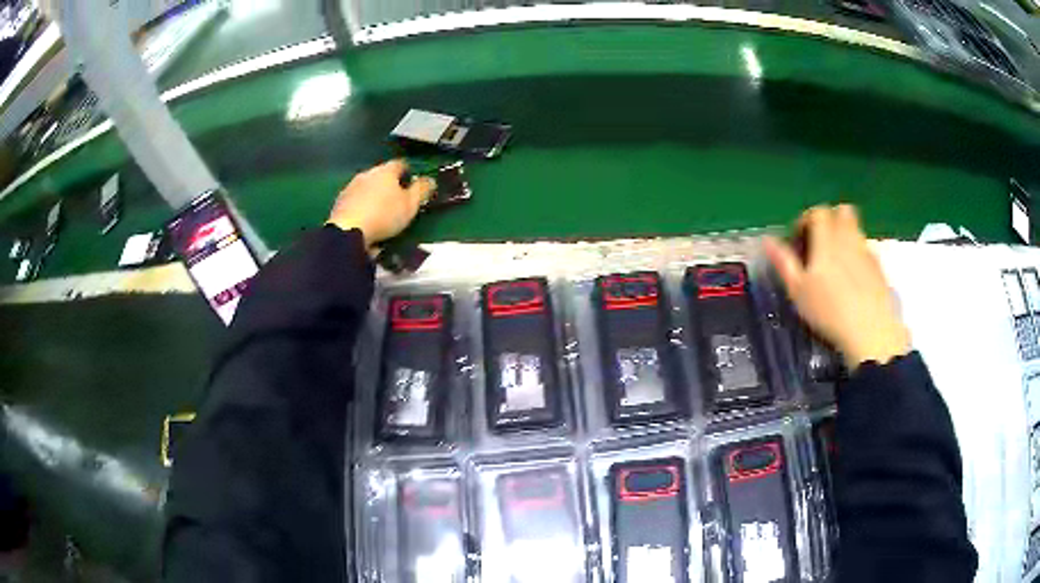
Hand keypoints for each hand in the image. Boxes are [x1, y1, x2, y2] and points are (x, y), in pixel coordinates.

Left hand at [327, 160, 434, 247]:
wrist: (348, 231)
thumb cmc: (384, 215)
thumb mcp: (410, 205)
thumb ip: (421, 190)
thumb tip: (430, 180)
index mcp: (385, 171)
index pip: (400, 164)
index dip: (408, 171)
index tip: (412, 181)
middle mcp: (367, 174)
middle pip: (381, 174)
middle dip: (390, 184)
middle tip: (398, 198)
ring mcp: (351, 187)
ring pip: (367, 187)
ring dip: (374, 195)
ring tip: (381, 211)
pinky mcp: (339, 202)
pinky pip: (356, 200)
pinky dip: (362, 206)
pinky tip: (366, 218)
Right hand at [764, 205, 909, 370]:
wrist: (871, 332)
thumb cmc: (829, 311)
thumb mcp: (798, 290)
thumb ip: (783, 262)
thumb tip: (766, 240)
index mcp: (828, 239)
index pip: (818, 212)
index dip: (806, 220)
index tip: (799, 240)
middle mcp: (849, 238)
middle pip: (842, 212)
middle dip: (830, 220)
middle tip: (819, 243)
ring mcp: (867, 252)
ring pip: (856, 230)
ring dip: (844, 238)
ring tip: (835, 265)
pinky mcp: (880, 269)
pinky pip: (866, 251)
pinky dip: (857, 256)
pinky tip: (852, 281)